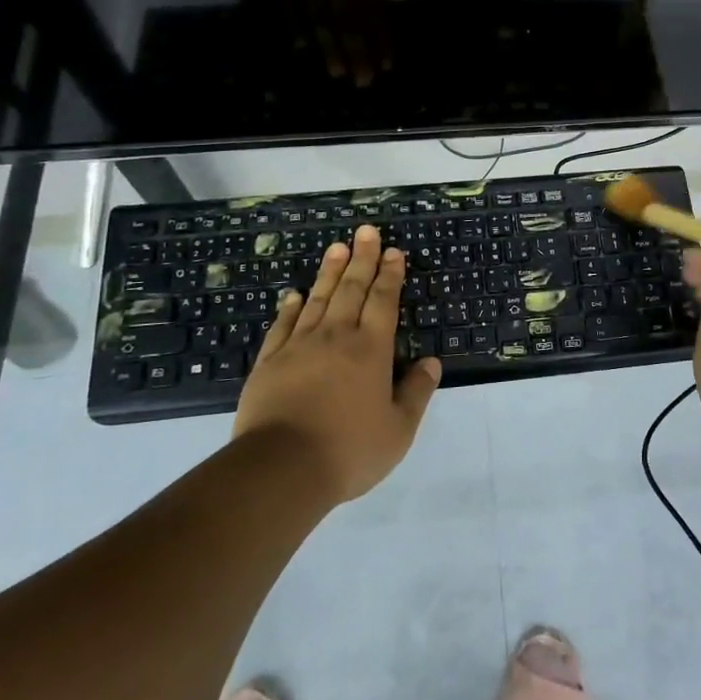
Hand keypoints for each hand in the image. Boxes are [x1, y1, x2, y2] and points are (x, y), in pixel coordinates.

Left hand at [233, 225, 441, 503]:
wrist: (280, 469)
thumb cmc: (348, 450)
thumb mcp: (398, 430)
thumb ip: (416, 393)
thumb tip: (431, 362)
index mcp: (371, 350)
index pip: (384, 301)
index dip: (390, 275)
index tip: (394, 251)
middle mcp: (336, 337)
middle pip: (351, 289)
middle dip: (362, 258)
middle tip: (366, 231)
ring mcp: (299, 347)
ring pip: (317, 299)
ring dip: (329, 271)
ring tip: (336, 247)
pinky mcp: (269, 362)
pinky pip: (283, 325)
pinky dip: (290, 307)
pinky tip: (294, 295)